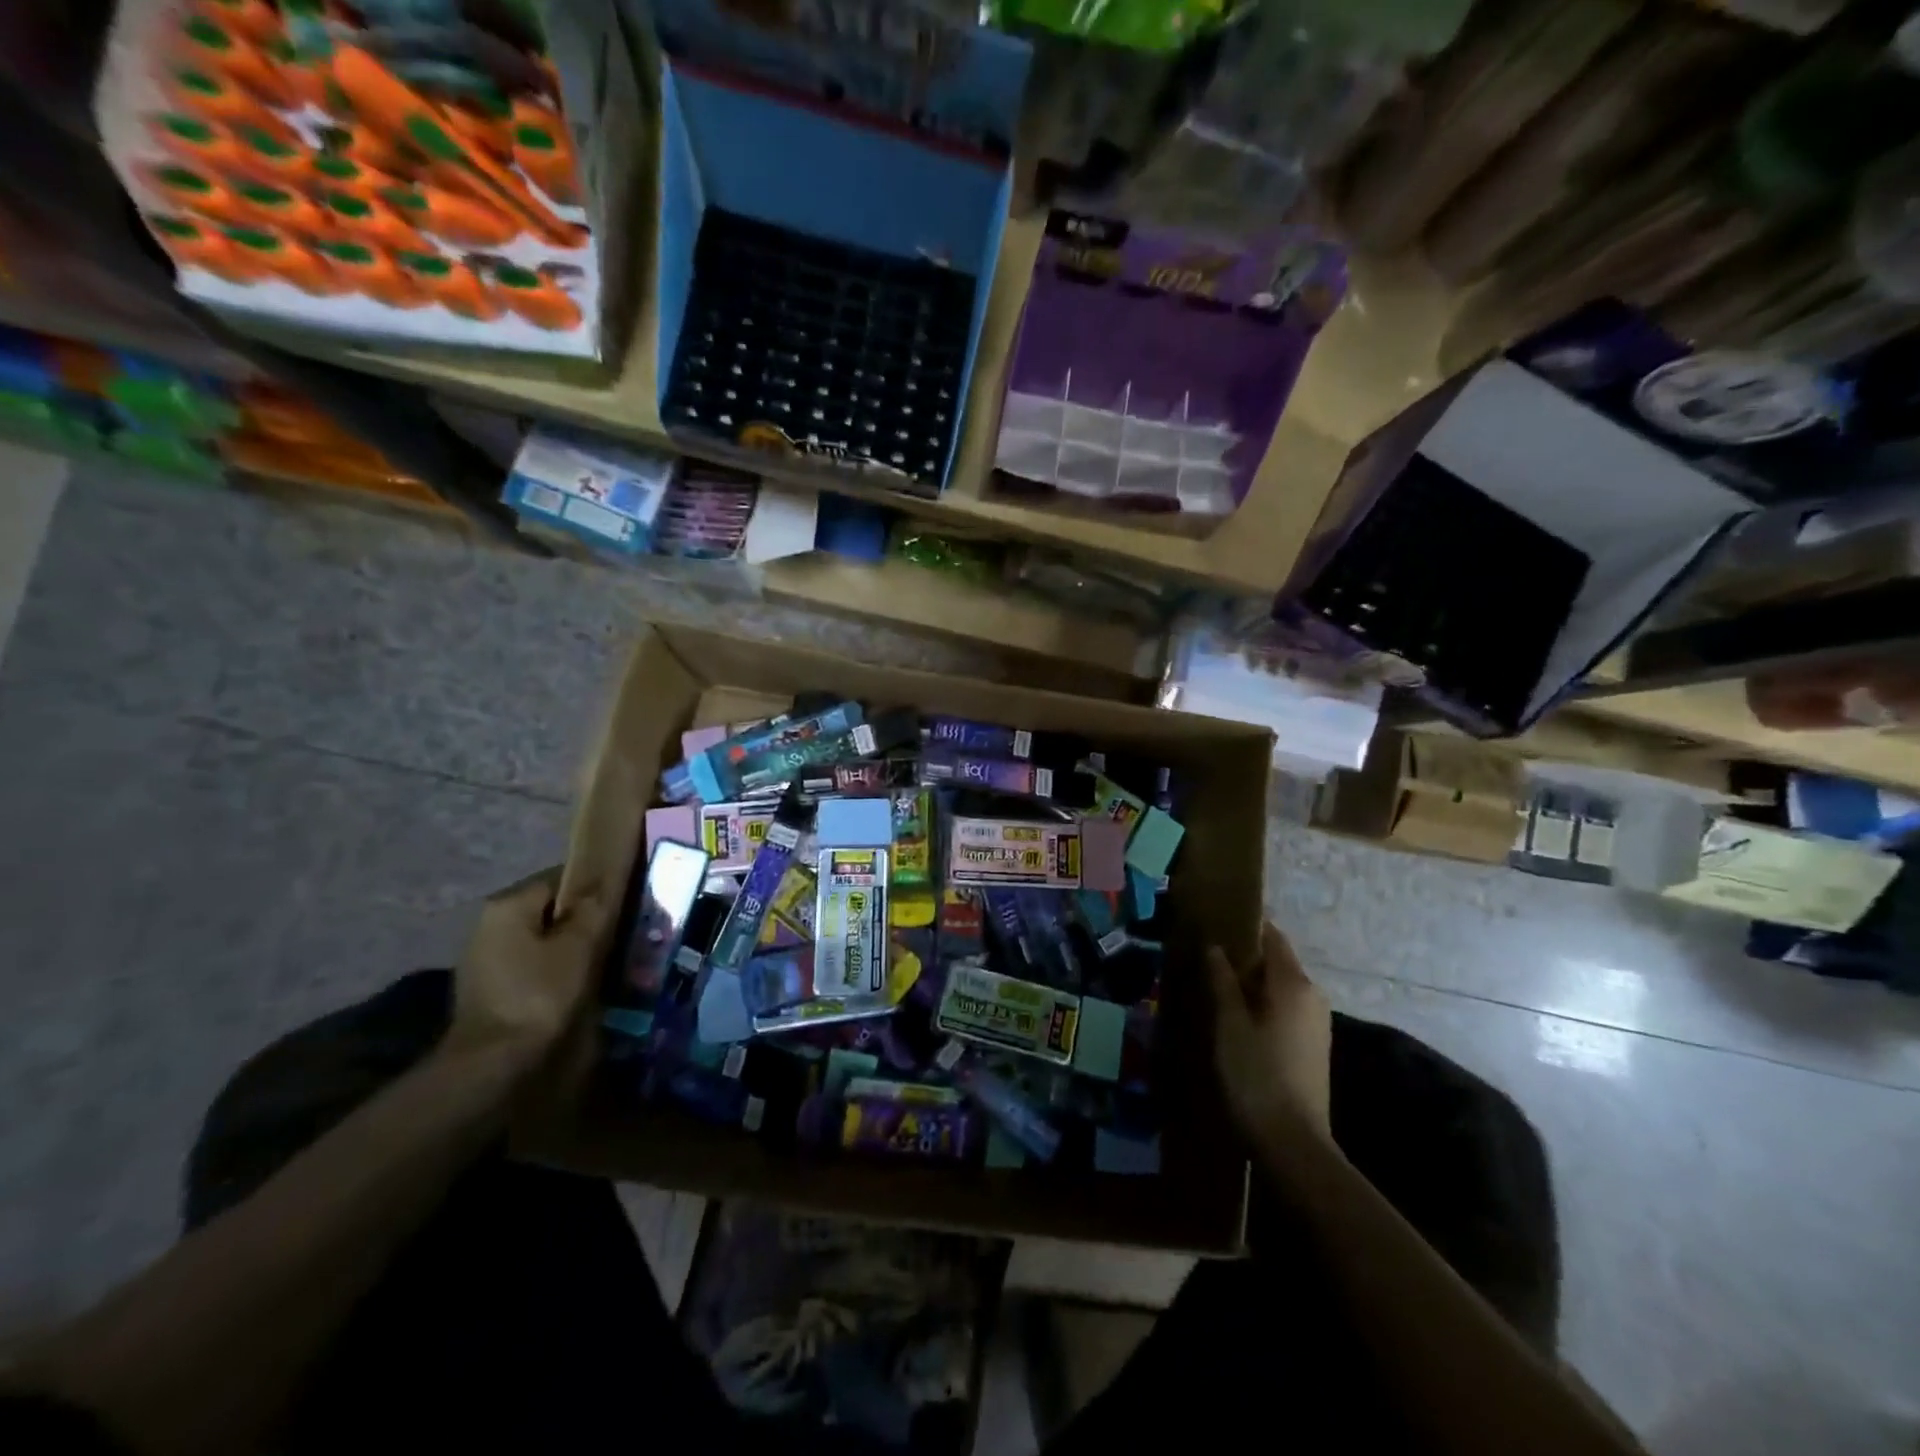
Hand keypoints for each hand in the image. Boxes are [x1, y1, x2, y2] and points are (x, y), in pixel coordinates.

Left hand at [448, 867, 611, 1068]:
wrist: (491, 1065)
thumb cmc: (539, 995)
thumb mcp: (579, 946)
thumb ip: (594, 908)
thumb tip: (605, 883)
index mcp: (508, 904)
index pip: (562, 877)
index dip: (596, 888)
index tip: (625, 905)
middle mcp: (489, 923)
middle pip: (551, 909)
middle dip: (584, 920)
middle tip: (620, 935)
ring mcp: (485, 957)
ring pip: (543, 938)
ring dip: (572, 947)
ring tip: (606, 962)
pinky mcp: (489, 987)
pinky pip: (533, 964)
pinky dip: (555, 969)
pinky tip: (578, 986)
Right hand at [1207, 922, 1332, 1144]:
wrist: (1293, 1143)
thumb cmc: (1255, 1074)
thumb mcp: (1229, 1023)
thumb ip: (1222, 980)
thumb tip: (1216, 947)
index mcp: (1294, 983)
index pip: (1271, 937)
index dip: (1245, 927)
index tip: (1215, 924)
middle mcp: (1312, 996)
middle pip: (1276, 962)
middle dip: (1244, 957)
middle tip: (1206, 958)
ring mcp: (1316, 1023)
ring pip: (1279, 988)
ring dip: (1251, 984)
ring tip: (1214, 987)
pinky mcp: (1313, 1046)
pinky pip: (1285, 1009)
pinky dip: (1262, 1004)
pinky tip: (1235, 1018)